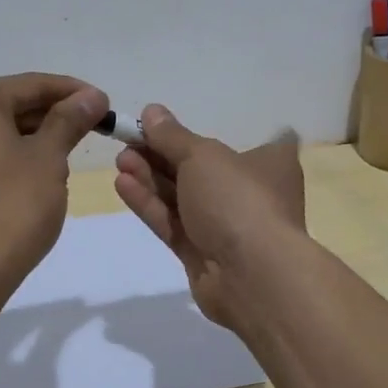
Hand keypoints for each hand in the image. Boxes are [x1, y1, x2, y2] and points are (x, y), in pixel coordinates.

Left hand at [0, 73, 107, 283]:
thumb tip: (92, 96)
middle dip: (52, 117)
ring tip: (67, 155)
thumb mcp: (49, 158)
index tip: (106, 105)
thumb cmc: (11, 206)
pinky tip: (34, 175)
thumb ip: (69, 120)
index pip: (32, 85)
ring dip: (31, 137)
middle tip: (92, 130)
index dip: (74, 93)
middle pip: (10, 105)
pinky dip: (7, 157)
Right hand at [113, 104, 306, 326]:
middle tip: (128, 142)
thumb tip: (152, 111)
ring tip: (119, 160)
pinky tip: (122, 184)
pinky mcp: (202, 253)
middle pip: (199, 169)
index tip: (160, 126)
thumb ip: (173, 136)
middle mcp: (249, 193)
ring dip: (151, 178)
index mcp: (267, 163)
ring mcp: (225, 226)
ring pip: (182, 197)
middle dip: (161, 156)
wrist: (253, 276)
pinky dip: (150, 204)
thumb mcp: (203, 156)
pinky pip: (173, 223)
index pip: (236, 141)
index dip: (198, 135)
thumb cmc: (238, 199)